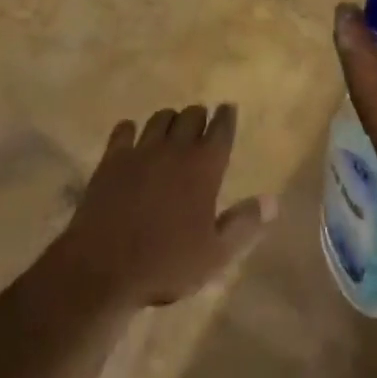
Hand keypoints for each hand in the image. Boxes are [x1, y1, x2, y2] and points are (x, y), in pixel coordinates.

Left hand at [51, 106, 272, 310]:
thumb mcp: (215, 255)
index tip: (228, 108)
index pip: (221, 129)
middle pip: (191, 115)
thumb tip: (273, 200)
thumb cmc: (166, 265)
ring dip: (169, 120)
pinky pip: (124, 129)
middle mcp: (174, 148)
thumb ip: (244, 224)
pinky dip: (131, 130)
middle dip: (199, 116)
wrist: (104, 269)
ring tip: (171, 129)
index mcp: (203, 167)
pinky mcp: (112, 158)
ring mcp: (141, 150)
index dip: (226, 117)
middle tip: (201, 124)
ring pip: (160, 118)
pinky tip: (132, 137)